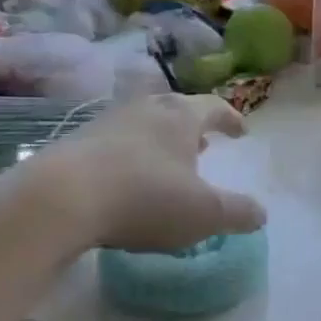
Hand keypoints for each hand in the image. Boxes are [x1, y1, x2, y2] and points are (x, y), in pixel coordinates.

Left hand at [0, 94, 265, 255]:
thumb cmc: (144, 198)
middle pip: (176, 109)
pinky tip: (125, 179)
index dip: (231, 119)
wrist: (59, 199)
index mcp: (181, 116)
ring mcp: (107, 122)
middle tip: (204, 145)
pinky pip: (114, 142)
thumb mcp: (204, 213)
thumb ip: (238, 213)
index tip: (241, 132)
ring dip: (160, 140)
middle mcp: (146, 108)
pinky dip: (130, 155)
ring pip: (144, 123)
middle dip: (193, 127)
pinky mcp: (75, 142)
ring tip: (166, 163)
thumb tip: (261, 213)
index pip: (214, 107)